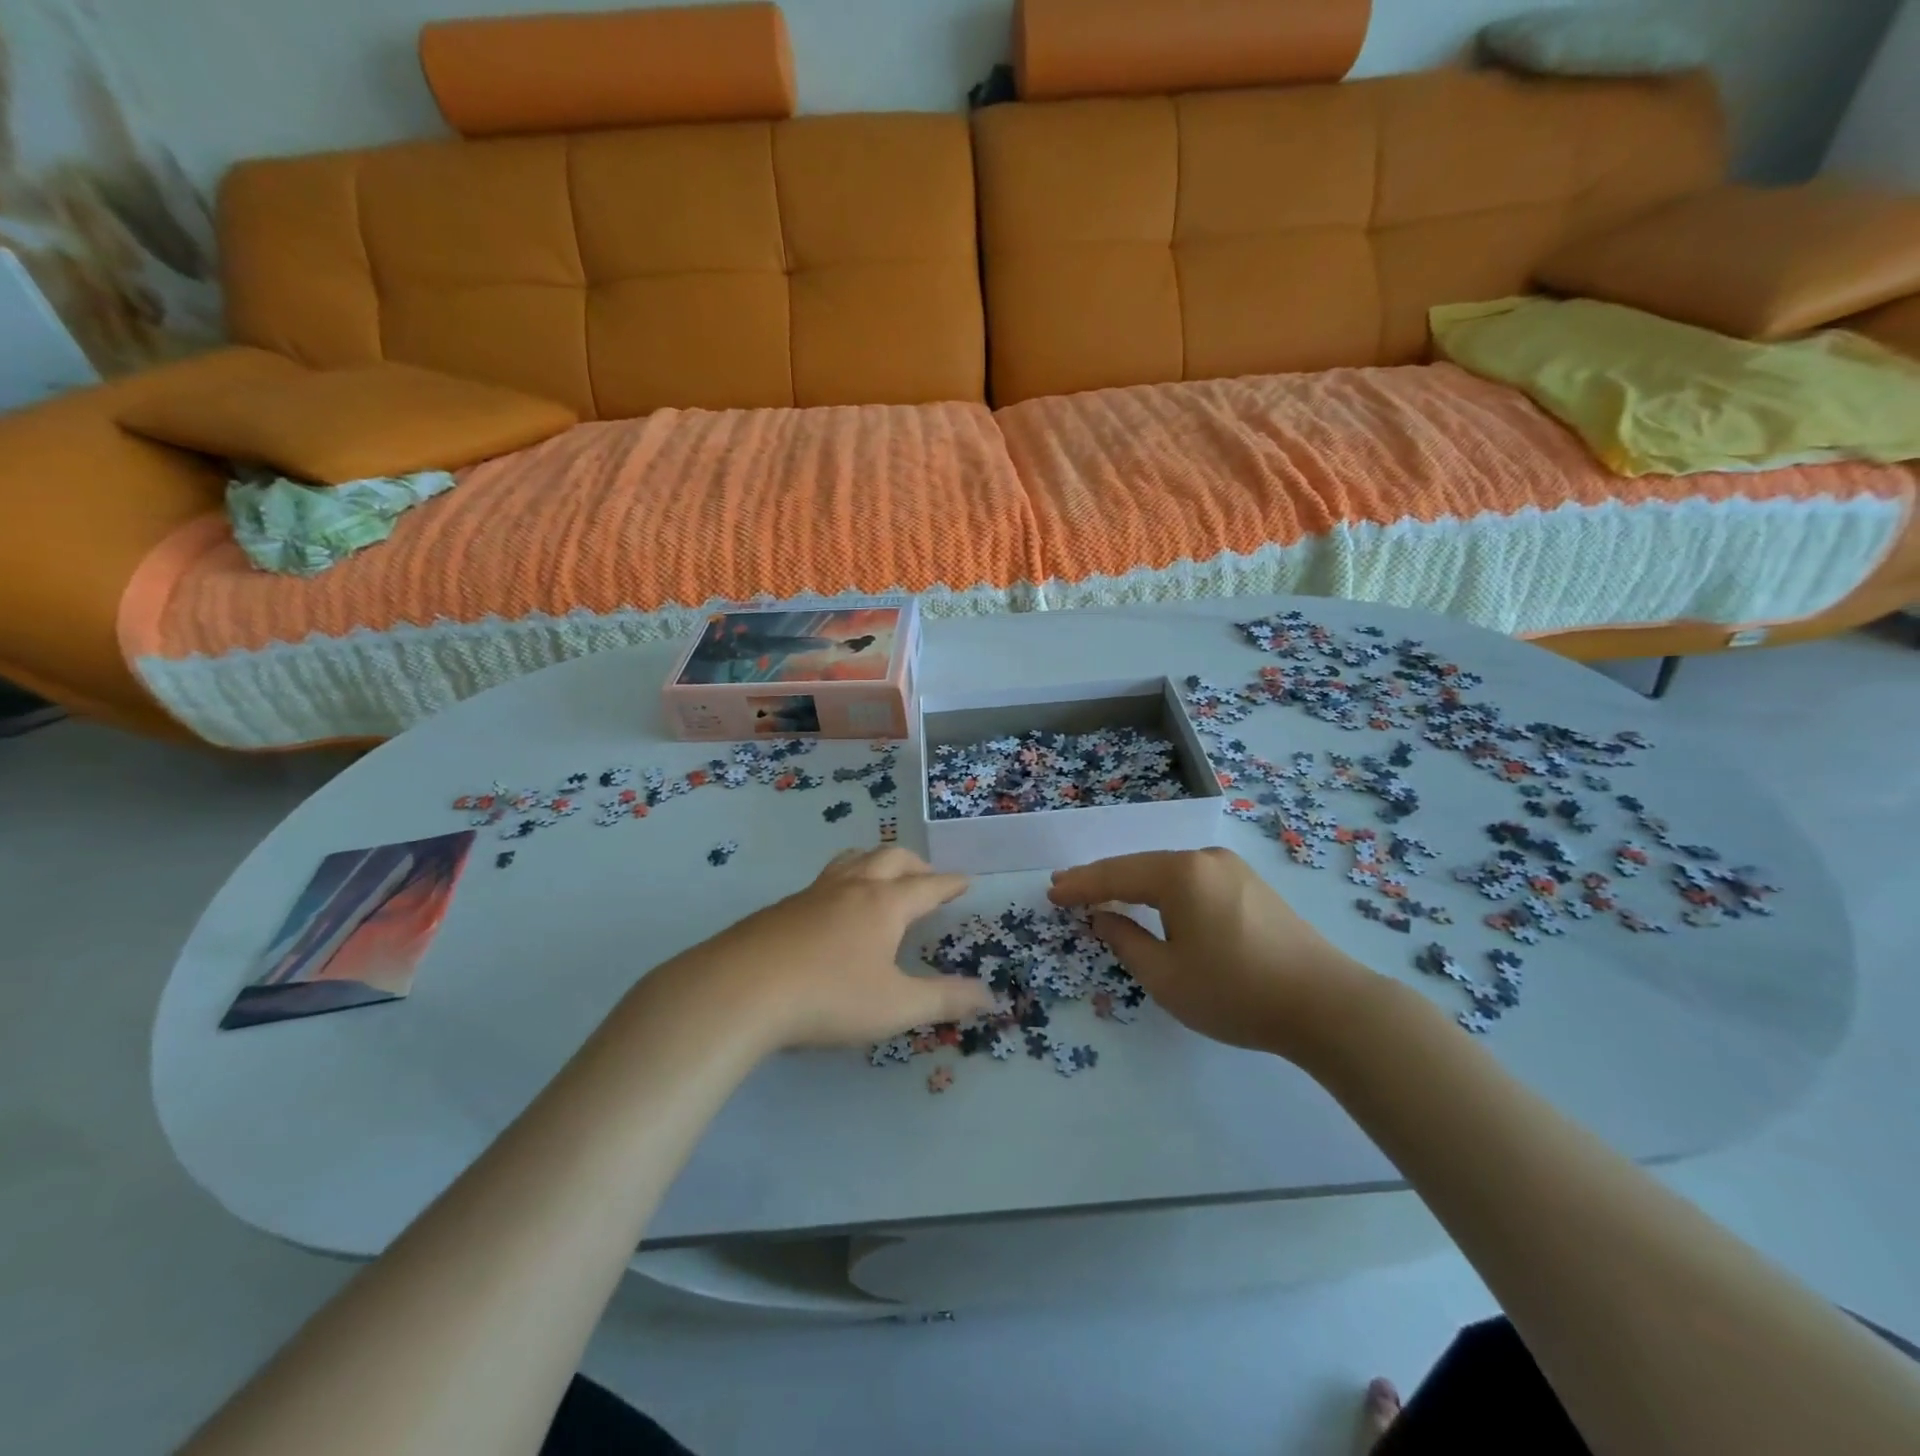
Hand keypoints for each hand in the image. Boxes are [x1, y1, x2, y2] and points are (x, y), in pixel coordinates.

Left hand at [649, 847, 995, 1052]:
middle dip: (914, 865)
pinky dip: (843, 881)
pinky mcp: (780, 909)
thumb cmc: (828, 997)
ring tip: (880, 875)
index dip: (949, 884)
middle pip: (889, 858)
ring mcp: (811, 894)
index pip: (927, 886)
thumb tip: (990, 997)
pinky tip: (831, 909)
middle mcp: (851, 888)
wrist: (740, 991)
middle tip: (927, 877)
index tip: (964, 880)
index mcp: (884, 904)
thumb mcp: (896, 1007)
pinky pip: (823, 881)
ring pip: (851, 860)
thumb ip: (945, 1000)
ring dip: (875, 861)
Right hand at [1048, 847, 1375, 1060]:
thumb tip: (1103, 918)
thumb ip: (1125, 941)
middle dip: (1103, 880)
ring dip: (1135, 884)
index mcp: (1180, 874)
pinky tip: (1154, 903)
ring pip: (1168, 872)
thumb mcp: (1166, 976)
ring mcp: (1232, 869)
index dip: (1080, 885)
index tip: (1051, 893)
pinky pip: (1193, 881)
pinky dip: (1164, 891)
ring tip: (1104, 895)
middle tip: (1068, 889)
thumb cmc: (1236, 992)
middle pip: (1141, 866)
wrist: (1327, 1005)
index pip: (1115, 875)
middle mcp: (1205, 859)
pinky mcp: (1252, 886)